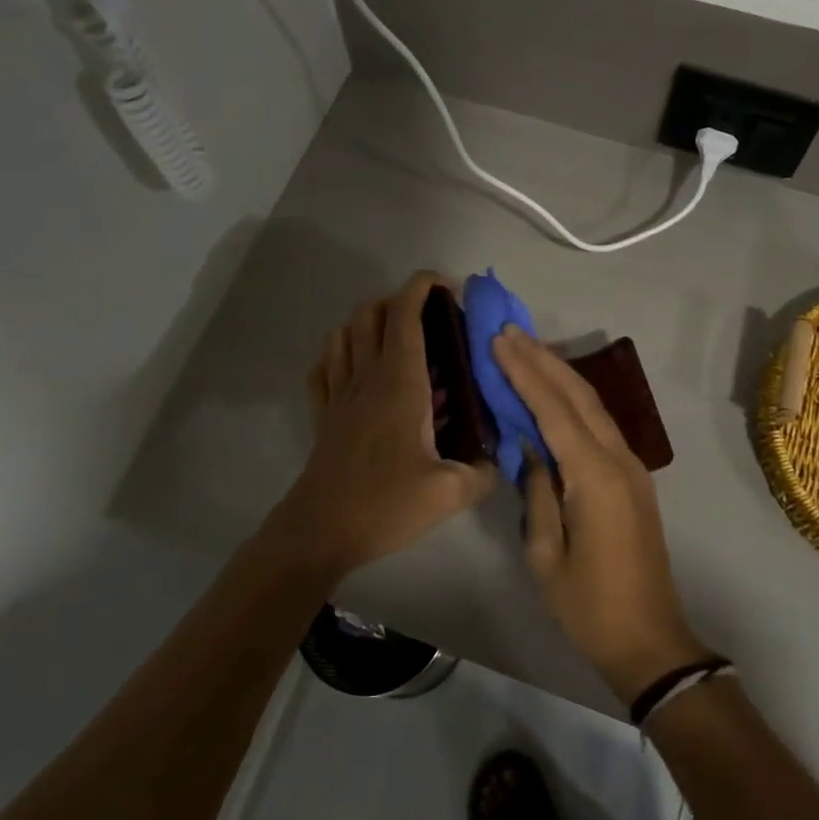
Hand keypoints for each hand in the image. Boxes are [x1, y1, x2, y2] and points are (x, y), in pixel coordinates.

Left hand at [270, 272, 497, 575]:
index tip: (448, 287)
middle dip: (400, 300)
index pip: (404, 314)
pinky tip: (358, 368)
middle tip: (431, 320)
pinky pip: (324, 365)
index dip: (423, 286)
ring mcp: (337, 393)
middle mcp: (365, 377)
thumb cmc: (385, 505)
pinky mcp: (322, 413)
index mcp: (399, 384)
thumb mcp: (449, 493)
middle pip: (370, 312)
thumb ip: (483, 470)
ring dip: (369, 321)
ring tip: (399, 340)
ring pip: (344, 332)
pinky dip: (340, 351)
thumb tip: (498, 456)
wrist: (320, 533)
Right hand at [492, 327, 712, 705]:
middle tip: (509, 331)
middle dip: (543, 360)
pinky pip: (601, 426)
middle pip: (580, 395)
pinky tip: (553, 392)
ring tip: (526, 349)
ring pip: (594, 406)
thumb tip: (531, 447)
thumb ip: (537, 491)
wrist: (649, 640)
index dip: (525, 372)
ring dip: (560, 374)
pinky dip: (574, 401)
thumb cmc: (588, 606)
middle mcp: (619, 460)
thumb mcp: (544, 554)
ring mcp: (632, 468)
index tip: (499, 341)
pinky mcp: (633, 479)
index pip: (554, 410)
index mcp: (595, 477)